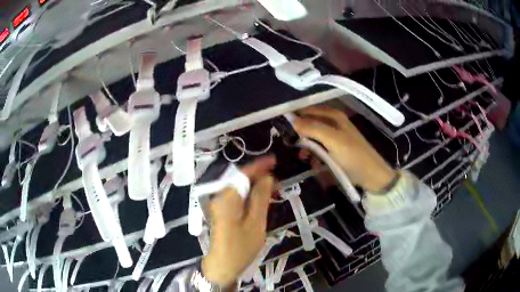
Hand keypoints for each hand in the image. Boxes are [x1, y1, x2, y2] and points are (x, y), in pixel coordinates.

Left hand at [202, 156, 275, 287]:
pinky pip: (236, 198)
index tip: (274, 161)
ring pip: (239, 189)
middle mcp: (219, 198)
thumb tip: (266, 178)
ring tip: (273, 188)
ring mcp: (219, 205)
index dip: (259, 166)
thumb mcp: (256, 224)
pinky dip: (249, 196)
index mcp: (227, 199)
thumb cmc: (240, 248)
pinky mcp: (221, 212)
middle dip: (258, 177)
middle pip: (240, 180)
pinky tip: (260, 199)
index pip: (243, 174)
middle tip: (278, 180)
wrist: (222, 267)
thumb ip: (260, 198)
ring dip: (255, 186)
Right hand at [292, 106, 396, 192]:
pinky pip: (320, 148)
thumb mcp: (333, 140)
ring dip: (307, 147)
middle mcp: (333, 123)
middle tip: (291, 144)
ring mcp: (335, 137)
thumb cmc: (353, 156)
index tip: (281, 127)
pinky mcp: (336, 149)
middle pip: (309, 123)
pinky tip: (314, 163)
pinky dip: (315, 155)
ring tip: (303, 157)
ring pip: (313, 137)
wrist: (372, 175)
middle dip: (300, 134)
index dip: (294, 117)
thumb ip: (313, 128)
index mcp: (333, 116)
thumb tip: (292, 121)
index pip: (307, 110)